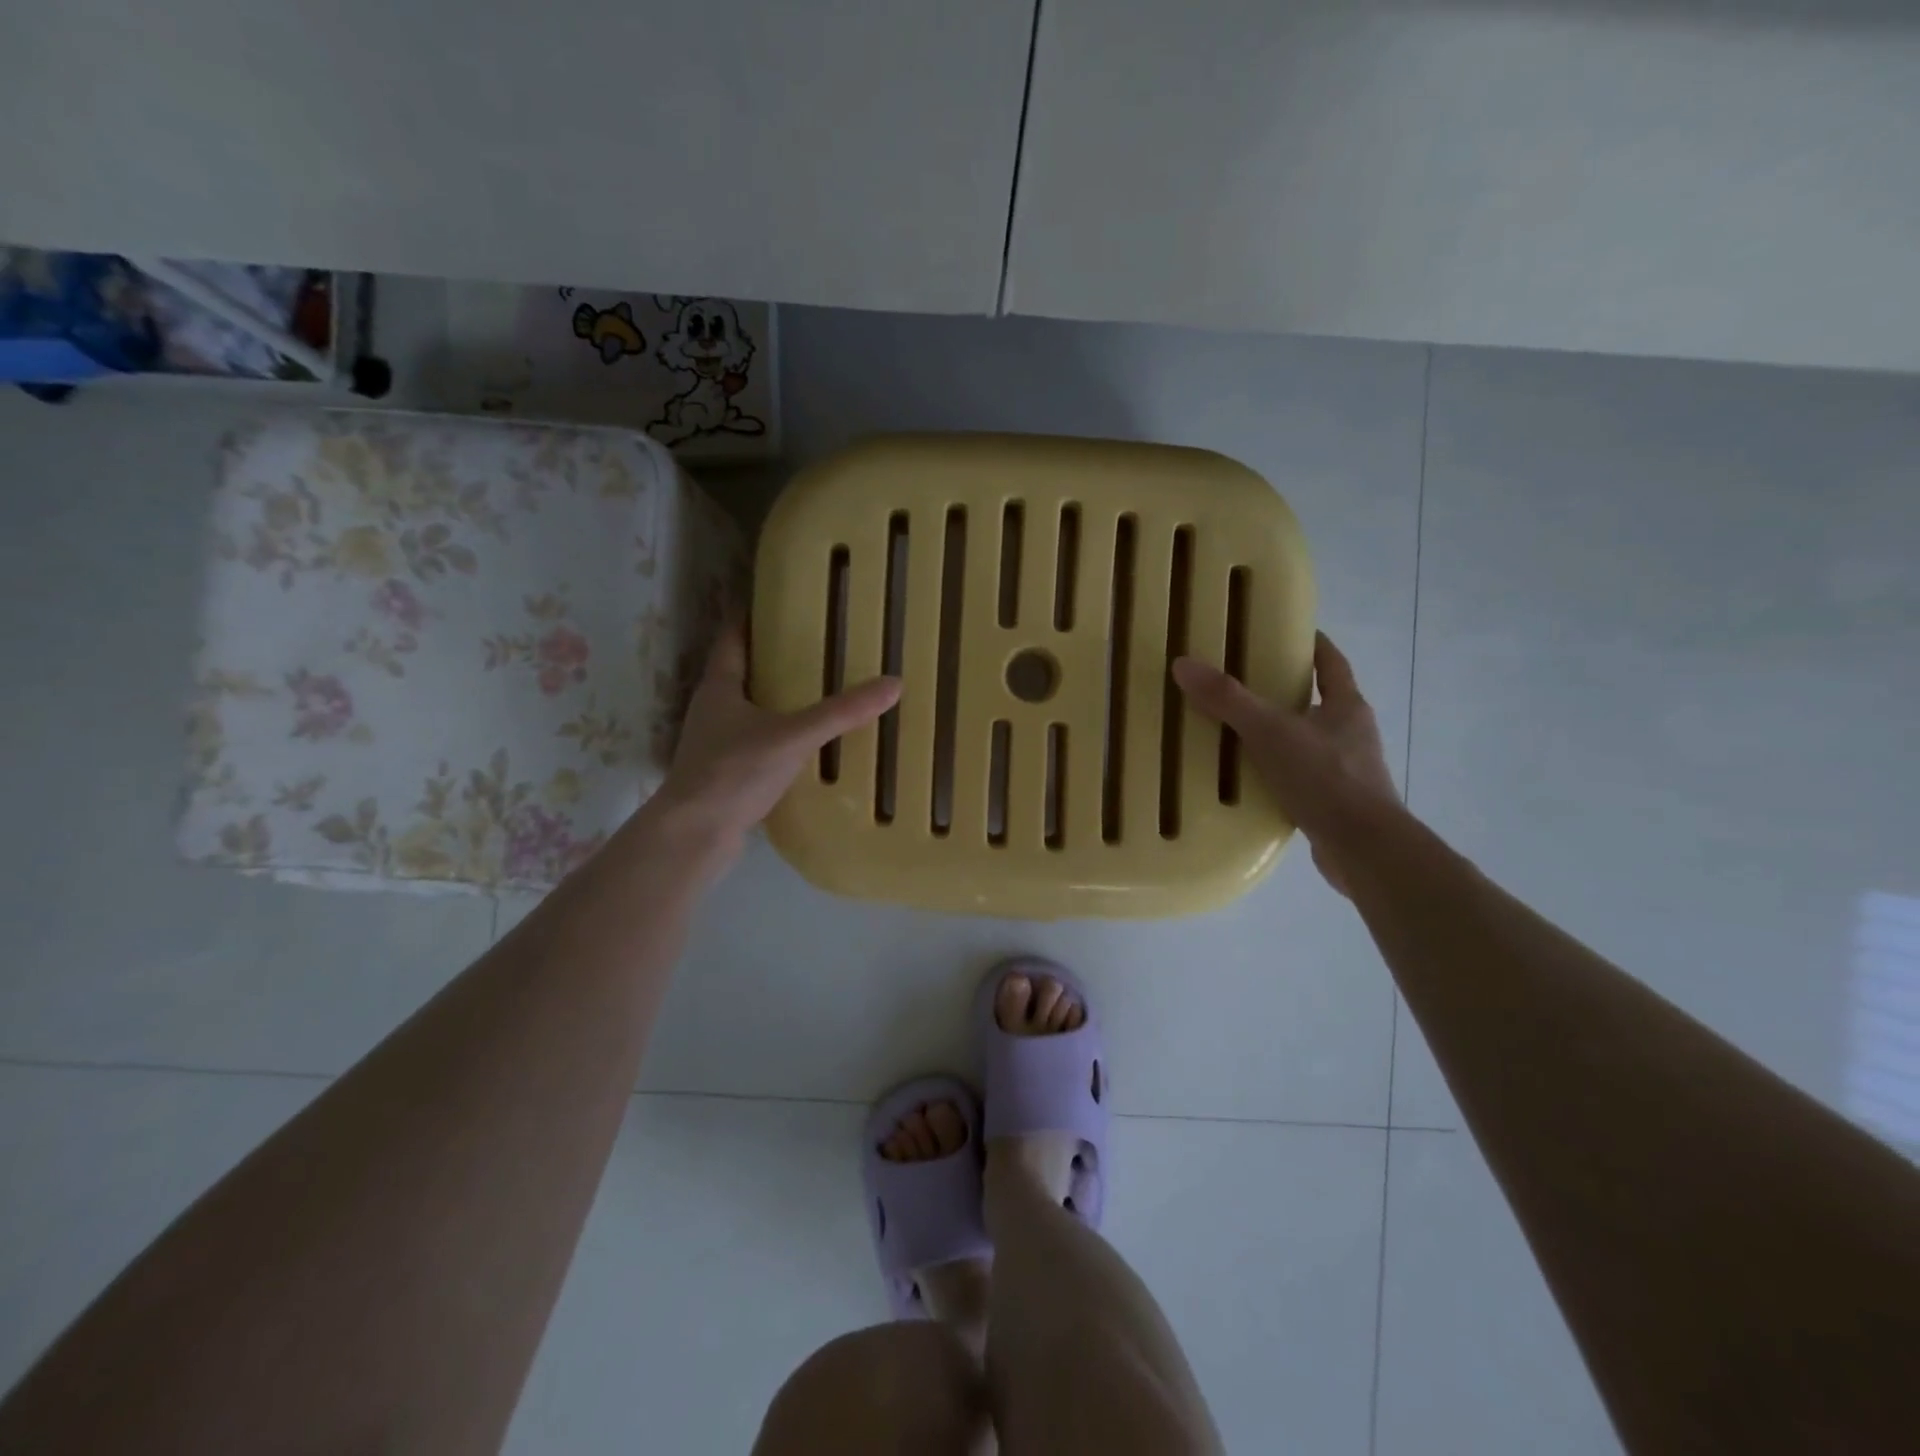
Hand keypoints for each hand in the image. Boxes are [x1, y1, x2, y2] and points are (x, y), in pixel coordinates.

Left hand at [649, 624, 900, 853]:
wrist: (695, 834)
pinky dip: (777, 735)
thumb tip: (893, 684)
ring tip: (815, 691)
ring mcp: (715, 743)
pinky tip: (804, 743)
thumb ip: (841, 713)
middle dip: (772, 658)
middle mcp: (713, 709)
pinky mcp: (725, 772)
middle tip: (813, 645)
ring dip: (775, 699)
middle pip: (742, 672)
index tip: (777, 601)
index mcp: (720, 687)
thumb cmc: (735, 772)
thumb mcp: (794, 736)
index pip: (733, 638)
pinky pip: (755, 742)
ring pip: (748, 709)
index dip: (751, 617)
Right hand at [1173, 631, 1399, 896]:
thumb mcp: (1269, 731)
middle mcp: (1352, 734)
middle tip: (1241, 685)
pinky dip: (1277, 774)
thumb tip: (1183, 664)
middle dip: (1284, 693)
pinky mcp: (1334, 803)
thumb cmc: (1324, 778)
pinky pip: (1300, 778)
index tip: (1285, 633)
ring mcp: (1347, 770)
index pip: (1331, 662)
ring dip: (1278, 737)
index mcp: (1346, 707)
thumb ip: (1227, 700)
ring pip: (1307, 742)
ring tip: (1236, 735)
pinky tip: (1249, 781)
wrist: (1362, 848)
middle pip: (1317, 701)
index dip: (1312, 644)